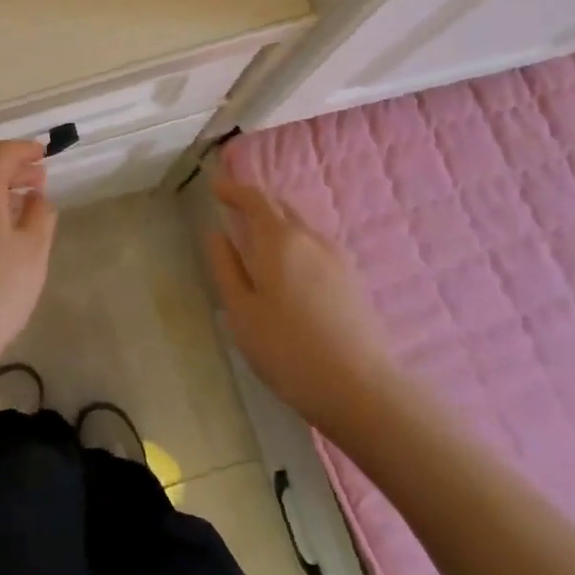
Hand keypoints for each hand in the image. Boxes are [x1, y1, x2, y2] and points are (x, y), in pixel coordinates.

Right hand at [207, 174, 393, 429]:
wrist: (359, 388)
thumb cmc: (287, 349)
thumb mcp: (241, 312)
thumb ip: (226, 267)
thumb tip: (216, 234)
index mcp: (278, 240)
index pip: (255, 198)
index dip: (234, 189)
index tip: (215, 187)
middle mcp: (310, 238)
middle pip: (280, 207)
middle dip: (256, 204)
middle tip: (233, 210)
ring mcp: (337, 257)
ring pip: (301, 227)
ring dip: (276, 225)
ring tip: (258, 241)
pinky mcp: (352, 279)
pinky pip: (316, 246)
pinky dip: (295, 244)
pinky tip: (289, 269)